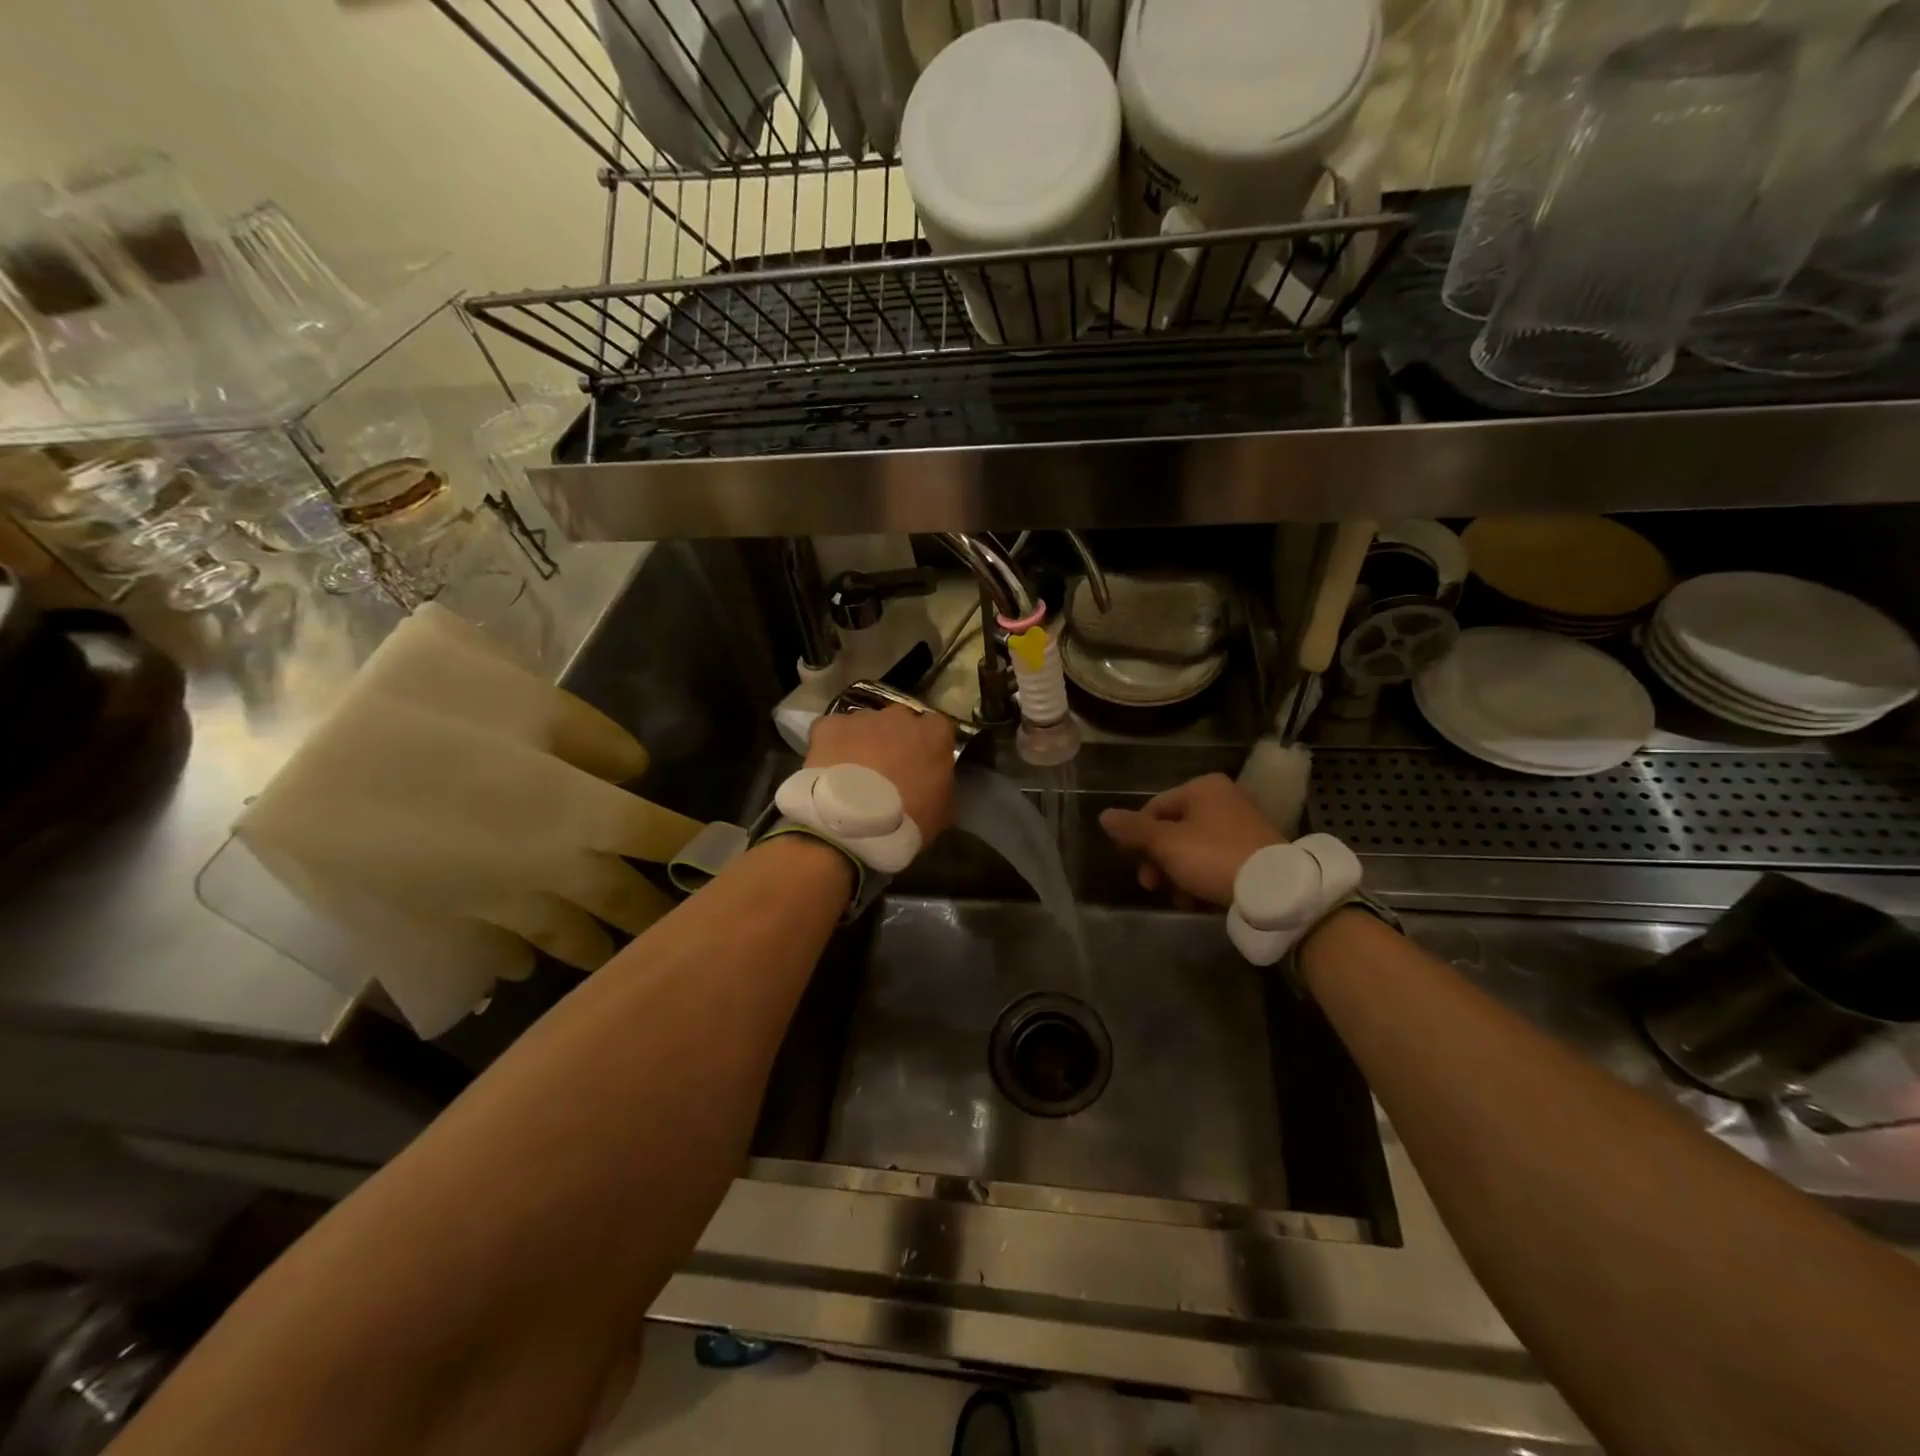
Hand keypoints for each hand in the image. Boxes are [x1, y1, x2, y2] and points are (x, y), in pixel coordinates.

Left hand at [805, 705, 955, 841]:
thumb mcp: (942, 812)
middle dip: (894, 740)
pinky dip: (831, 745)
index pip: (937, 729)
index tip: (921, 767)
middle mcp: (900, 716)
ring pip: (865, 725)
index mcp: (935, 733)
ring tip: (853, 774)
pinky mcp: (829, 725)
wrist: (854, 824)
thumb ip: (941, 787)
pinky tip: (828, 769)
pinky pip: (832, 731)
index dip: (927, 748)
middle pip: (900, 722)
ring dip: (862, 743)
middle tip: (887, 771)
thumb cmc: (908, 820)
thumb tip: (934, 786)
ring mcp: (862, 718)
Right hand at [1100, 773, 1282, 906]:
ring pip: (1193, 846)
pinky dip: (1201, 876)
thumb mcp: (1166, 843)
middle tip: (1151, 885)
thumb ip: (1133, 830)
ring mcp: (1242, 823)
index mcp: (1202, 787)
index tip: (1132, 863)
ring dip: (1177, 872)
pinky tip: (1196, 898)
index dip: (1137, 836)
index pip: (1154, 807)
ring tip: (1176, 897)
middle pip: (1174, 828)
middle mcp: (1223, 798)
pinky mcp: (1255, 849)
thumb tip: (1104, 815)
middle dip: (1158, 859)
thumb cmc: (1212, 856)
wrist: (1273, 888)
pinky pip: (1215, 858)